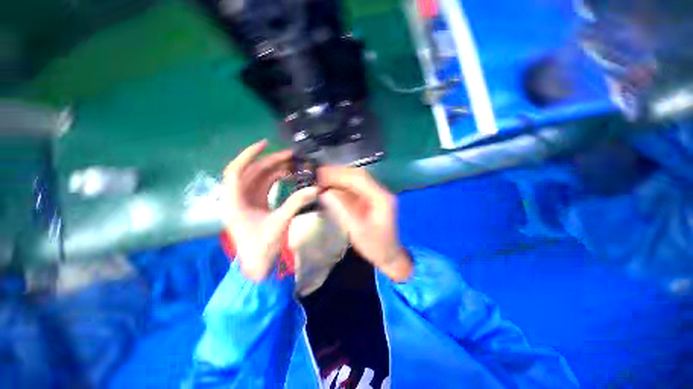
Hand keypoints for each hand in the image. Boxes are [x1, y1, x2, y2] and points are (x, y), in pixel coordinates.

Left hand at [223, 140, 317, 280]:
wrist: (257, 266)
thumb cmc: (262, 247)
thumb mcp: (279, 223)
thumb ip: (296, 203)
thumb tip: (315, 188)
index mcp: (234, 202)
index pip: (236, 171)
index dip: (249, 155)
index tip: (265, 144)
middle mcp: (237, 198)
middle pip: (252, 172)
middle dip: (270, 162)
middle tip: (291, 156)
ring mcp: (247, 201)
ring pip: (259, 178)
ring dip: (275, 170)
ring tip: (293, 164)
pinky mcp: (256, 205)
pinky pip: (265, 186)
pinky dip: (277, 180)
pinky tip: (289, 176)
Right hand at [317, 166, 412, 281]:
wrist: (389, 254)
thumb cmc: (375, 246)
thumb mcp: (357, 231)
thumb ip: (341, 210)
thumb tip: (325, 193)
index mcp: (380, 198)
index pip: (358, 179)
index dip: (339, 174)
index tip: (321, 174)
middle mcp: (380, 192)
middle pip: (358, 175)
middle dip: (338, 173)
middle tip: (319, 174)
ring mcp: (376, 194)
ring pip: (356, 180)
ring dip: (339, 177)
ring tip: (322, 178)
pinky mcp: (371, 198)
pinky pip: (355, 188)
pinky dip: (342, 185)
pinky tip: (331, 186)